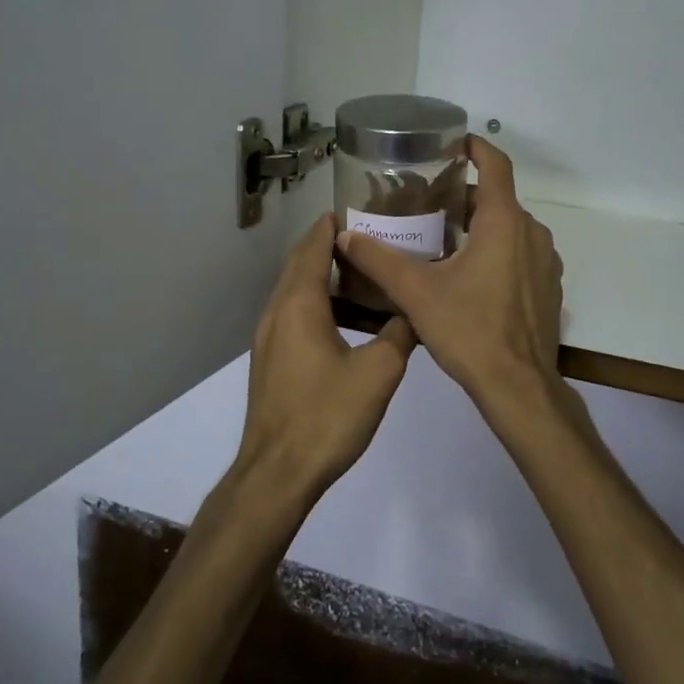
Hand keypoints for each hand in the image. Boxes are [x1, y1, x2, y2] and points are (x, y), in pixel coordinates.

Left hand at [234, 212, 415, 508]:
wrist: (278, 472)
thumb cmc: (327, 415)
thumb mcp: (379, 372)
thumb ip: (401, 334)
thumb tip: (415, 312)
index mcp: (299, 304)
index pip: (312, 247)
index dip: (332, 226)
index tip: (360, 210)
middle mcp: (276, 312)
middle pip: (301, 265)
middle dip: (331, 248)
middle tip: (371, 240)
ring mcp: (268, 338)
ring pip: (296, 292)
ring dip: (325, 279)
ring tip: (365, 278)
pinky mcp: (271, 360)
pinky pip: (294, 316)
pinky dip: (318, 305)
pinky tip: (348, 323)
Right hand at [334, 137, 562, 416]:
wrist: (519, 386)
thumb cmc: (469, 331)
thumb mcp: (417, 294)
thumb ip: (379, 260)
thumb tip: (344, 236)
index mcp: (504, 223)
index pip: (496, 165)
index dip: (476, 147)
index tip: (453, 143)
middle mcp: (532, 233)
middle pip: (498, 199)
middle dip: (465, 197)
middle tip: (428, 204)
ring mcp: (546, 261)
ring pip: (511, 228)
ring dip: (481, 226)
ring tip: (443, 239)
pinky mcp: (549, 287)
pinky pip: (522, 253)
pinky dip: (498, 251)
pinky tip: (471, 276)